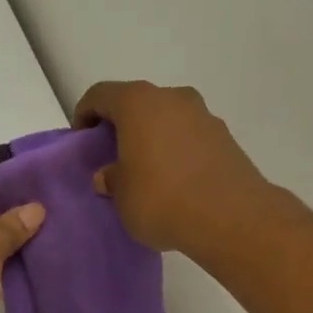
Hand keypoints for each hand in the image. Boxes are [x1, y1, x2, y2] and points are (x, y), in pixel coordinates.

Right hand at [74, 80, 276, 253]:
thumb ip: (111, 179)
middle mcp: (173, 98)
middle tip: (112, 156)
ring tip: (145, 171)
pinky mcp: (225, 138)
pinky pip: (189, 137)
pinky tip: (173, 181)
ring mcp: (204, 115)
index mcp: (138, 103)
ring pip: (166, 119)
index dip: (85, 114)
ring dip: (152, 137)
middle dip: (122, 126)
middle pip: (137, 103)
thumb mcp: (121, 196)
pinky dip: (176, 150)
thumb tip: (109, 174)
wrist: (231, 217)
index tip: (81, 140)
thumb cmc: (161, 199)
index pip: (101, 95)